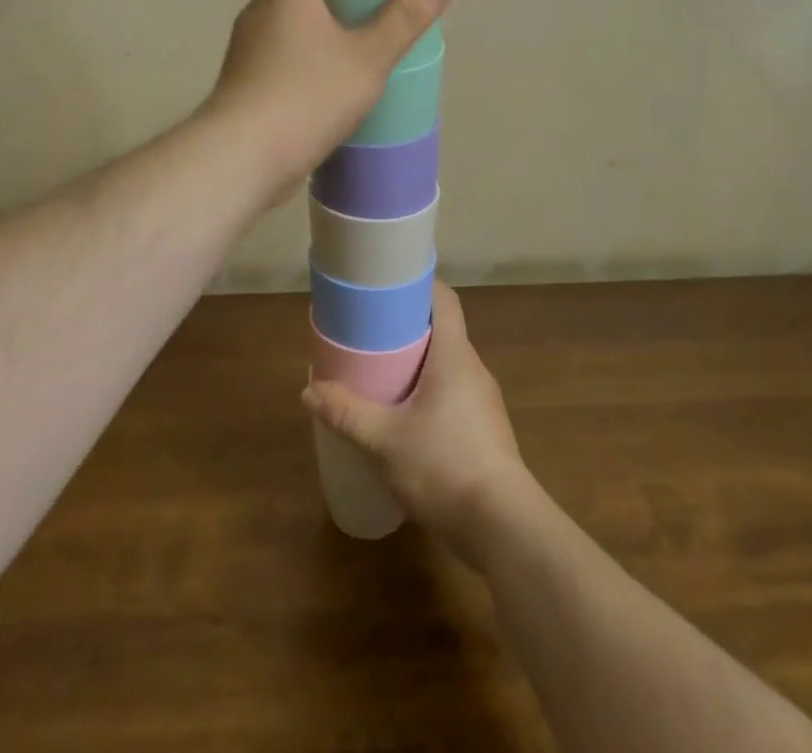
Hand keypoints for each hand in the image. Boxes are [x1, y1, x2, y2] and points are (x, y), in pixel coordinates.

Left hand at [207, 0, 455, 196]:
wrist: (240, 161)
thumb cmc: (303, 97)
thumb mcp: (366, 58)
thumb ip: (405, 18)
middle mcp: (261, 6)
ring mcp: (251, 43)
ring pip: (286, 2)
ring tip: (359, 0)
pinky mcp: (251, 76)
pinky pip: (285, 38)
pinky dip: (310, 31)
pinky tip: (338, 55)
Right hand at [303, 282, 532, 567]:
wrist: (503, 528)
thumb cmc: (443, 465)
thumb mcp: (384, 440)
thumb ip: (346, 413)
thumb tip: (309, 389)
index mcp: (454, 355)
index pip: (444, 300)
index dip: (420, 284)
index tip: (389, 284)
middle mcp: (473, 369)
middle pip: (442, 330)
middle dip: (408, 327)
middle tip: (371, 331)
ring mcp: (483, 402)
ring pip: (447, 365)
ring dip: (418, 363)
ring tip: (383, 372)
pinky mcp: (485, 431)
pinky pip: (453, 394)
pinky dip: (429, 392)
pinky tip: (406, 417)